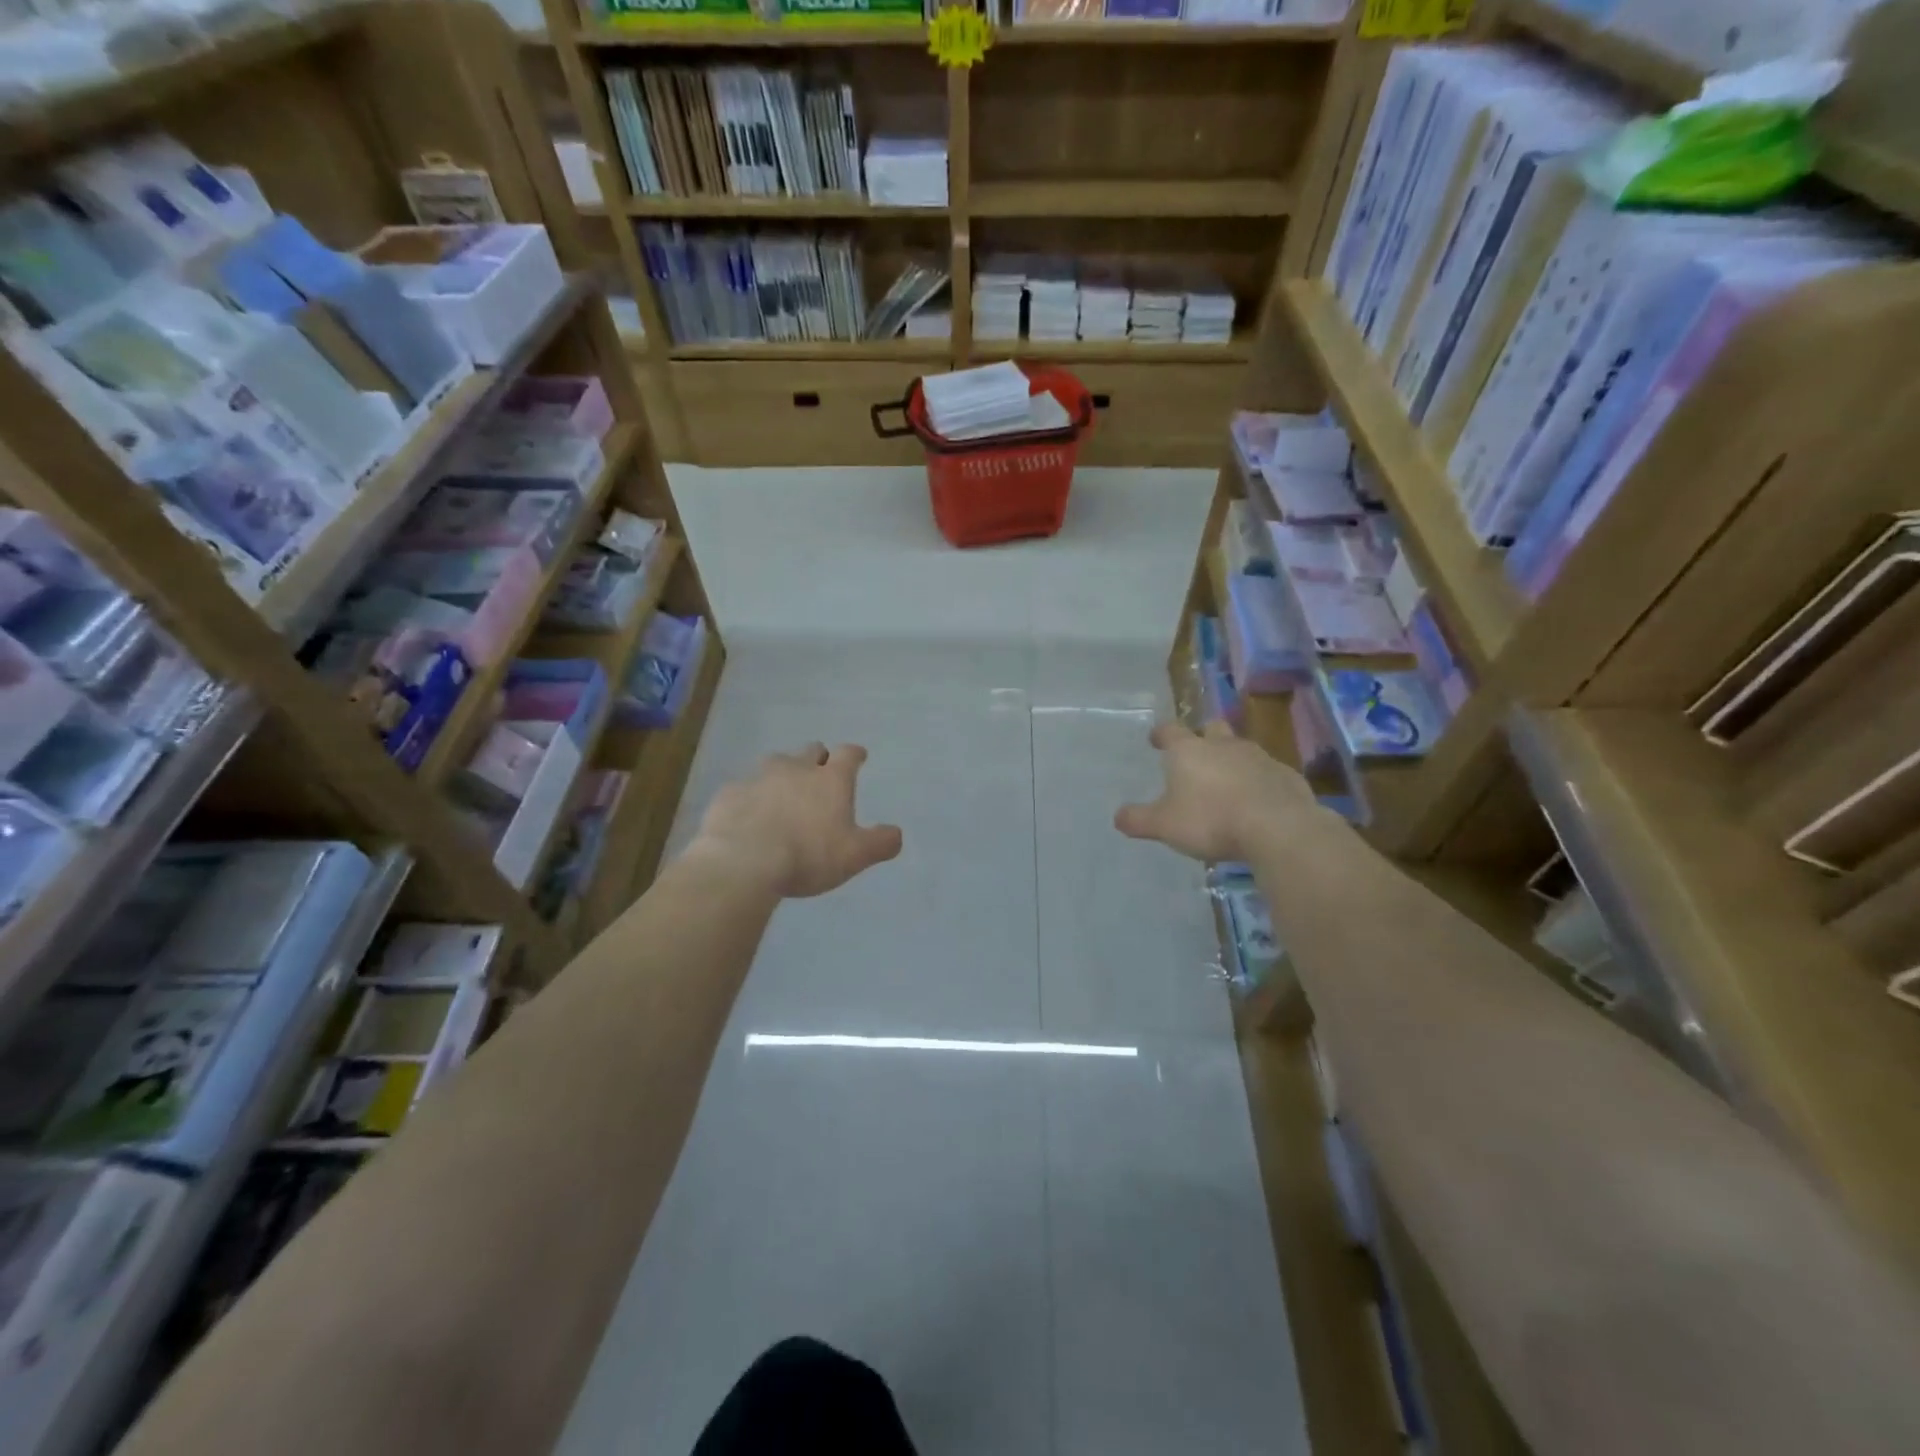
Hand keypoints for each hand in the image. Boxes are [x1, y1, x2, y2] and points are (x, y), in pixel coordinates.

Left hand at [687, 743, 903, 898]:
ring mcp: (759, 777)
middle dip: (818, 759)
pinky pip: (744, 788)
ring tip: (783, 794)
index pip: (848, 754)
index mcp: (831, 780)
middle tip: (820, 774)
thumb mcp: (855, 856)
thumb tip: (896, 834)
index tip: (858, 756)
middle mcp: (796, 769)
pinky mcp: (730, 793)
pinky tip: (749, 815)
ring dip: (782, 774)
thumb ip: (880, 843)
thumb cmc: (808, 855)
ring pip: (775, 764)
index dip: (855, 754)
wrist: (743, 861)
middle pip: (811, 751)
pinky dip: (751, 797)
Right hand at [1115, 720, 1324, 863]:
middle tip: (1197, 753)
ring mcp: (1259, 758)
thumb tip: (1118, 817)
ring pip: (1242, 750)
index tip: (1155, 739)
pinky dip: (1259, 782)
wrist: (1278, 828)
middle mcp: (1224, 746)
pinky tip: (1257, 803)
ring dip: (1233, 761)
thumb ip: (1139, 820)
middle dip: (1203, 737)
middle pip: (1212, 729)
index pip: (1170, 731)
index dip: (1161, 734)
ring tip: (1227, 784)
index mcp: (1189, 751)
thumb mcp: (1164, 825)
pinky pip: (1268, 773)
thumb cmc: (1211, 820)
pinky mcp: (1287, 776)